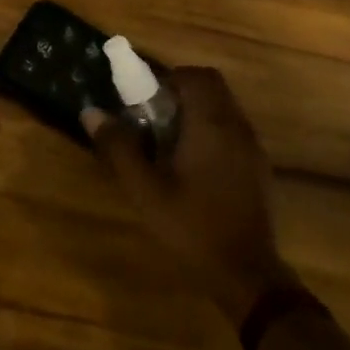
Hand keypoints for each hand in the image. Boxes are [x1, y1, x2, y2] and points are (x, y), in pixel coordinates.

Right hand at [84, 67, 297, 323]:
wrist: (246, 273)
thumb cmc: (192, 226)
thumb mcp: (145, 190)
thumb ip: (119, 148)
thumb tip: (91, 112)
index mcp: (211, 124)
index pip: (195, 76)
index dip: (168, 77)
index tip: (145, 97)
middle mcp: (236, 126)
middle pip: (212, 86)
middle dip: (182, 91)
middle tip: (154, 114)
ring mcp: (252, 146)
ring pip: (224, 107)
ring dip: (197, 110)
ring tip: (169, 139)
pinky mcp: (258, 166)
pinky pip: (233, 129)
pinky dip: (212, 129)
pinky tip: (193, 163)